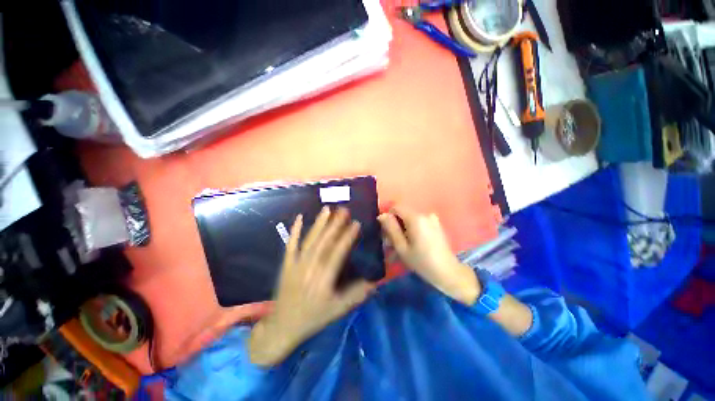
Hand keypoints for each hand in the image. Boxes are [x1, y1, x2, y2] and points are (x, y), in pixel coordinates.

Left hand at [249, 208, 373, 365]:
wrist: (283, 326)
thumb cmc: (313, 317)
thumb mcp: (338, 310)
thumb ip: (357, 294)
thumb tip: (375, 281)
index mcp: (324, 279)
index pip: (338, 253)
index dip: (347, 237)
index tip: (356, 223)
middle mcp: (310, 268)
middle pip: (324, 242)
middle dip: (335, 224)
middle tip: (344, 209)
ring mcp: (296, 264)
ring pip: (310, 240)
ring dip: (319, 223)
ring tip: (327, 209)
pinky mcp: (286, 263)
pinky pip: (290, 244)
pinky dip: (294, 230)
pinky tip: (299, 217)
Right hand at [378, 206, 479, 304]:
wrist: (448, 272)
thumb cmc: (421, 261)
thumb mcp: (401, 247)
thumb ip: (391, 228)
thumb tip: (382, 215)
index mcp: (416, 218)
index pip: (396, 207)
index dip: (388, 217)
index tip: (386, 231)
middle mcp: (425, 213)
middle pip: (403, 212)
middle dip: (395, 224)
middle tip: (392, 241)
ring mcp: (432, 218)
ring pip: (410, 217)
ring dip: (403, 227)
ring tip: (403, 244)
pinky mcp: (436, 224)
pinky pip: (419, 221)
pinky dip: (412, 228)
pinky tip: (414, 242)